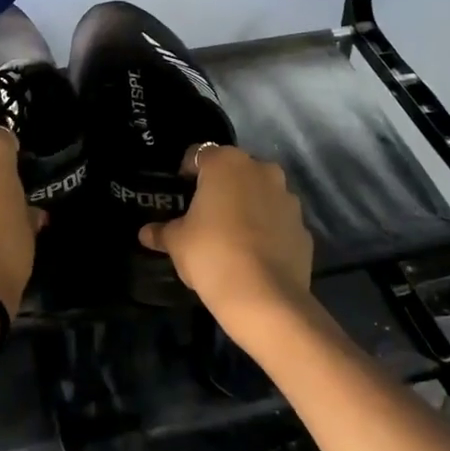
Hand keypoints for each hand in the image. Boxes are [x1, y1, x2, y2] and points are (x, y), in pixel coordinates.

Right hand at [139, 147, 313, 334]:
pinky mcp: (303, 227)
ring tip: (231, 234)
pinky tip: (253, 253)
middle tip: (204, 213)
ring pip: (261, 193)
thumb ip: (162, 231)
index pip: (200, 154)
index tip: (180, 191)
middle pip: (235, 170)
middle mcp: (261, 170)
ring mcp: (287, 198)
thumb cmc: (212, 254)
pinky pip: (278, 220)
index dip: (187, 171)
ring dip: (247, 205)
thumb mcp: (177, 242)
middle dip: (221, 186)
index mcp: (226, 163)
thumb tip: (146, 233)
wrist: (264, 297)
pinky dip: (267, 229)